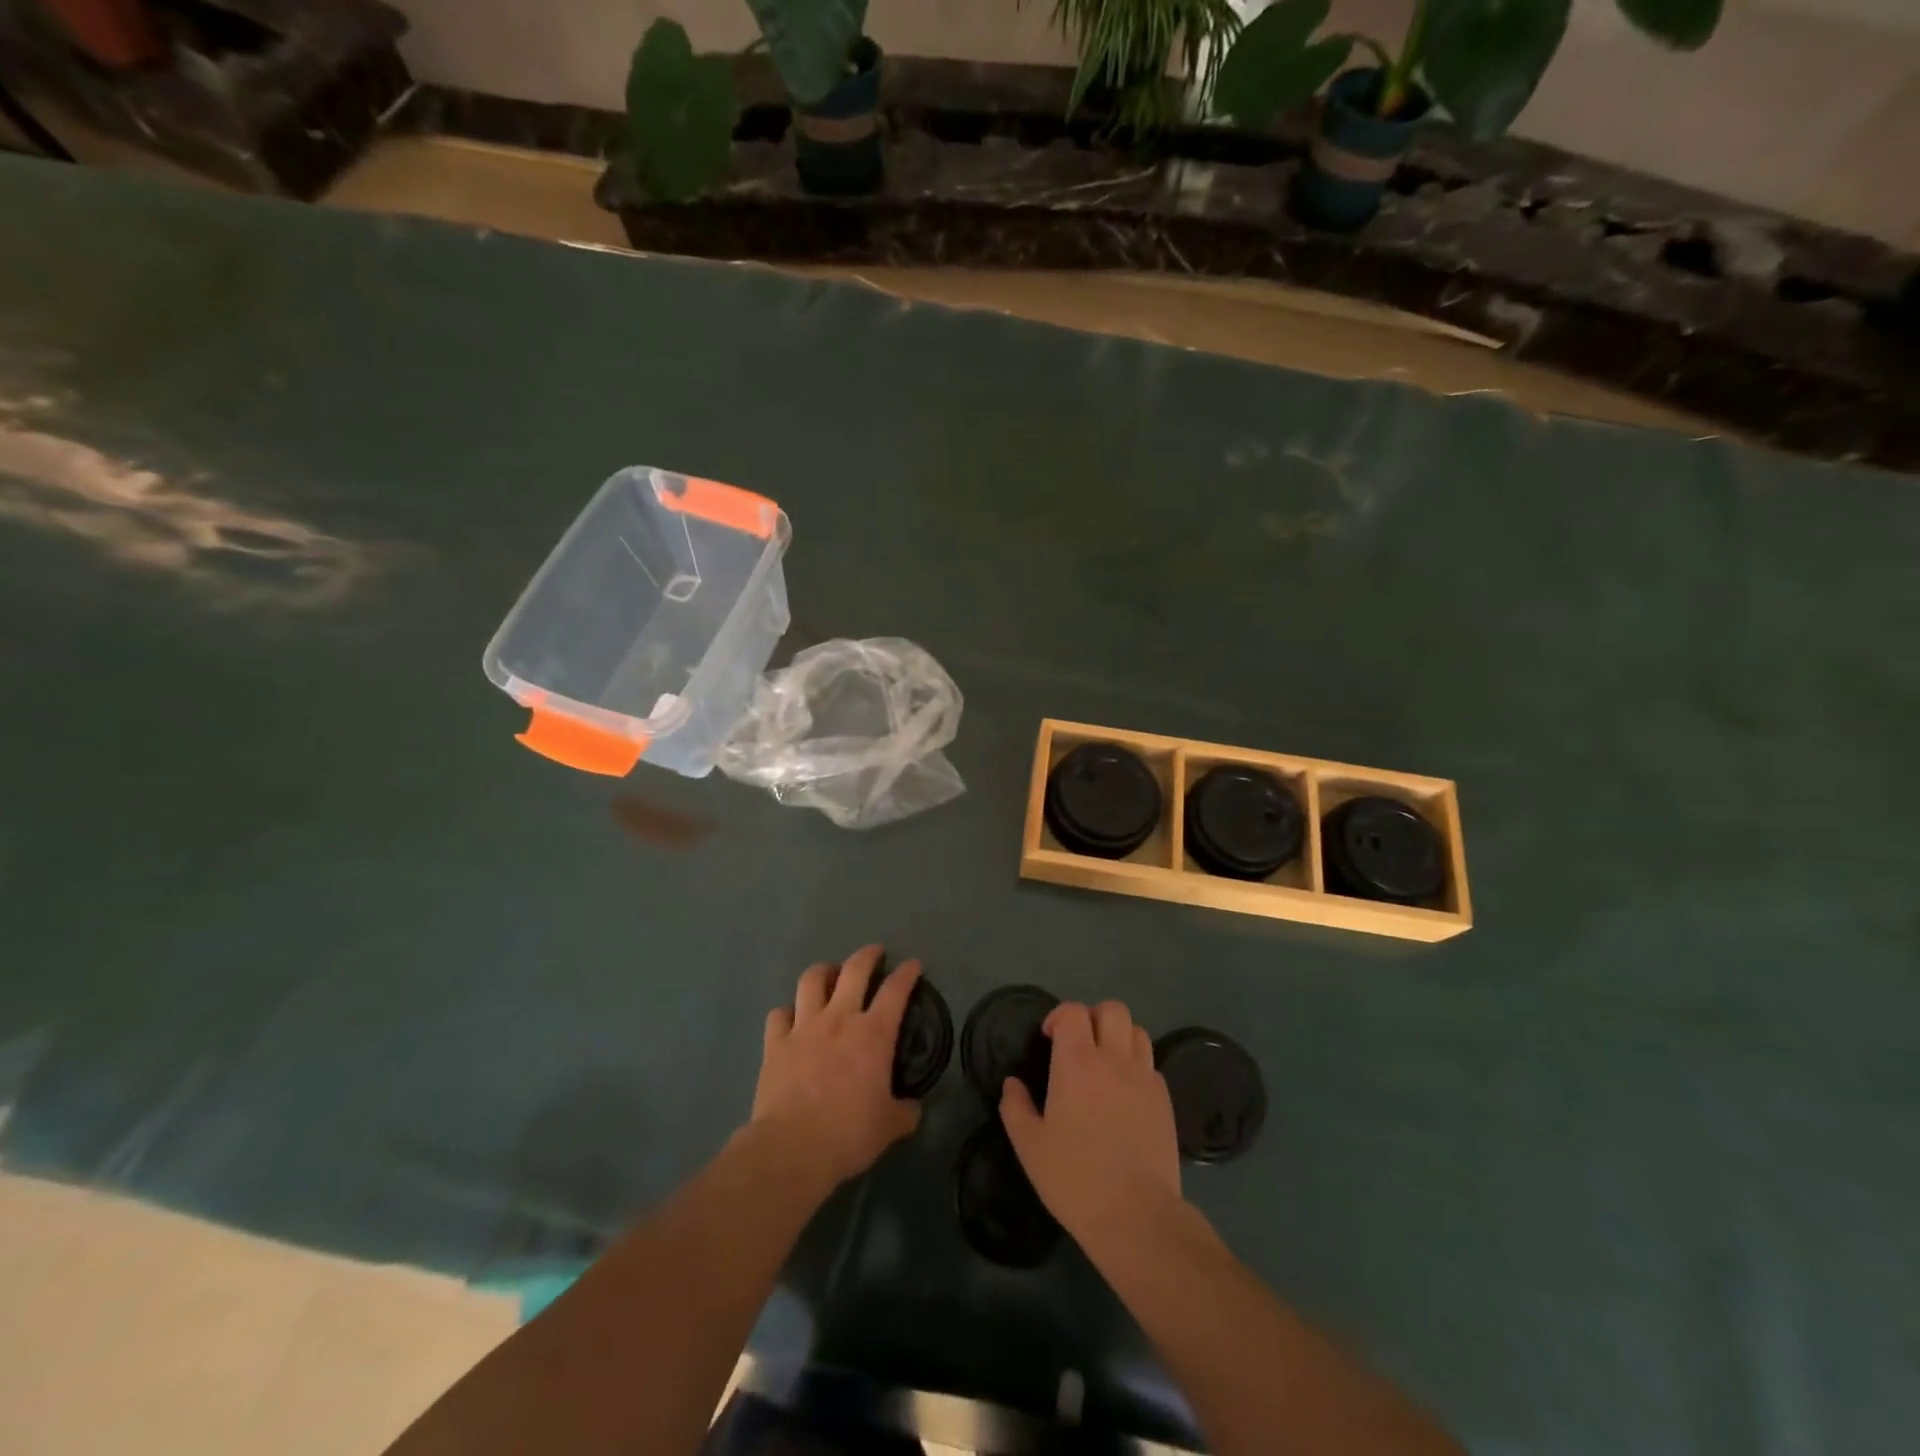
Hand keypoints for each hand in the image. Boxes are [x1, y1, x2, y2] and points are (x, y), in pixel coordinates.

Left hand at [751, 944, 922, 1187]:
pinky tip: (792, 1018)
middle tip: (874, 952)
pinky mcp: (775, 1042)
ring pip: (812, 980)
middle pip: (854, 970)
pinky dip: (788, 1012)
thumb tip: (913, 1108)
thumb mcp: (889, 1126)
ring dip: (824, 971)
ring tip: (829, 974)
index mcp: (873, 1033)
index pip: (896, 990)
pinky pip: (779, 1014)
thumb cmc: (849, 1133)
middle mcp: (840, 1018)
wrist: (792, 1148)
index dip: (907, 973)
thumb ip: (904, 1112)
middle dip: (867, 955)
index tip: (913, 965)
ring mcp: (804, 1026)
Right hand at [1000, 1000, 1182, 1245]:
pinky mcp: (1164, 1100)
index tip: (1049, 1038)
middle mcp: (1113, 1060)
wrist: (1136, 1215)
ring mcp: (1144, 1078)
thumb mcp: (1030, 1147)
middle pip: (1112, 1010)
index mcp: (1077, 1063)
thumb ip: (1016, 1108)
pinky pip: (1151, 1065)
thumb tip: (1012, 1084)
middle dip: (1093, 1017)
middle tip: (1080, 1045)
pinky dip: (1137, 1067)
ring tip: (1106, 1063)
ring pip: (1137, 1031)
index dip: (1060, 1016)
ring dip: (1119, 1037)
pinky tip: (1125, 1094)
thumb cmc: (1075, 1178)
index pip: (1073, 1012)